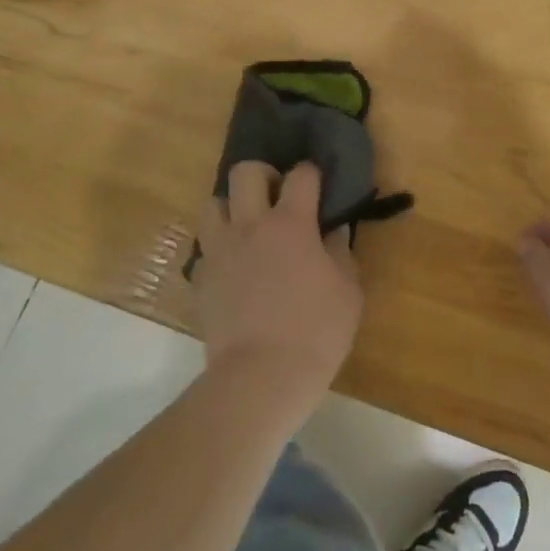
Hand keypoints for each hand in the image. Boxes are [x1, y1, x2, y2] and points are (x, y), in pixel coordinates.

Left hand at [195, 162, 361, 408]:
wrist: (260, 378)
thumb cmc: (315, 332)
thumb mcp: (348, 291)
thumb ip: (340, 252)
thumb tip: (334, 230)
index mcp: (291, 223)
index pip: (301, 175)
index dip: (312, 173)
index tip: (318, 183)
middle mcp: (250, 226)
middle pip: (245, 172)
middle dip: (263, 175)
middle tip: (277, 196)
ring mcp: (220, 250)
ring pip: (214, 203)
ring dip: (232, 207)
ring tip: (249, 227)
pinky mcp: (201, 278)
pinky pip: (207, 247)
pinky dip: (220, 248)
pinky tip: (236, 267)